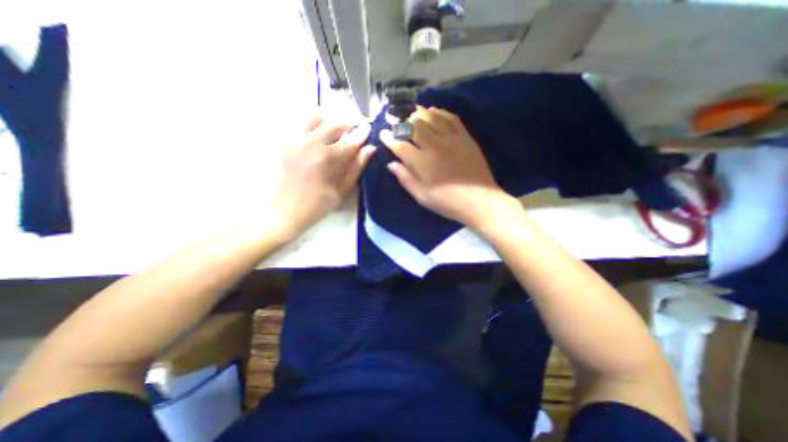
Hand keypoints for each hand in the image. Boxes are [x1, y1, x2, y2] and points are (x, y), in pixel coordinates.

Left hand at [273, 114, 373, 237]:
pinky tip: (323, 136)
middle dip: (350, 122)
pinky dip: (317, 125)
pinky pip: (303, 125)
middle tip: (359, 125)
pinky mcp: (288, 143)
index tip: (370, 127)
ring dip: (331, 120)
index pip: (350, 140)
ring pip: (316, 117)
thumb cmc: (319, 204)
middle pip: (334, 123)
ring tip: (340, 129)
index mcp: (327, 159)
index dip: (362, 133)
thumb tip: (370, 149)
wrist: (287, 210)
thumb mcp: (342, 189)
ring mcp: (296, 141)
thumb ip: (356, 167)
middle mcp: (311, 144)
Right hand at [381, 107, 514, 229]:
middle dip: (402, 123)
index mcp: (421, 162)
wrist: (478, 200)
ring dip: (419, 114)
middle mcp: (434, 146)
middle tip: (397, 123)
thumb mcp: (422, 196)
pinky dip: (440, 112)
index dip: (389, 138)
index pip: (400, 145)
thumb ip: (405, 179)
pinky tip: (434, 111)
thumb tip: (391, 164)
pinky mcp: (464, 137)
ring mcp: (451, 139)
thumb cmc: (447, 201)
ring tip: (413, 114)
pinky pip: (451, 118)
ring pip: (431, 118)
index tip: (383, 134)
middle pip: (414, 127)